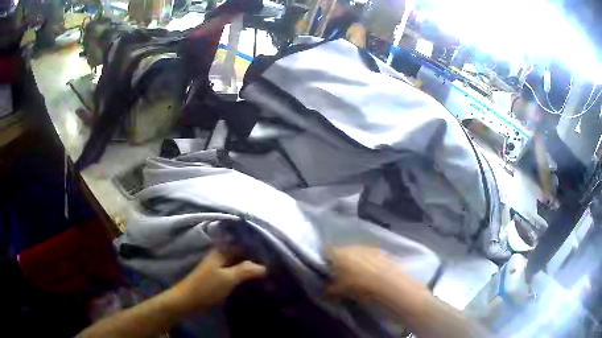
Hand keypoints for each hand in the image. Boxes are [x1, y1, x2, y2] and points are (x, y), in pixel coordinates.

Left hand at [171, 249, 266, 312]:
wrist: (187, 301)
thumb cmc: (207, 287)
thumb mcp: (228, 278)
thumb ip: (246, 270)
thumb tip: (265, 267)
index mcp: (221, 251)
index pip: (242, 244)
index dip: (257, 247)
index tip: (273, 253)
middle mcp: (220, 256)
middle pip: (241, 253)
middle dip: (255, 258)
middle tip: (273, 264)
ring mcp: (218, 267)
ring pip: (238, 263)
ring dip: (250, 267)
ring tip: (267, 273)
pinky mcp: (218, 278)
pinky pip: (235, 273)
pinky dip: (244, 275)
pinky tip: (254, 281)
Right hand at [327, 246, 425, 300]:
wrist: (387, 281)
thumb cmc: (358, 285)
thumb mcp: (338, 291)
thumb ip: (328, 290)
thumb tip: (323, 291)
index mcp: (337, 253)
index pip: (326, 252)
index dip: (324, 260)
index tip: (326, 269)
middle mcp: (350, 246)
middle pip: (341, 251)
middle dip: (339, 260)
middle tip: (340, 273)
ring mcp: (366, 247)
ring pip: (355, 252)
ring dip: (354, 260)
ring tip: (356, 274)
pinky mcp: (379, 251)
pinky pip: (368, 255)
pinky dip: (367, 262)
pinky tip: (369, 272)